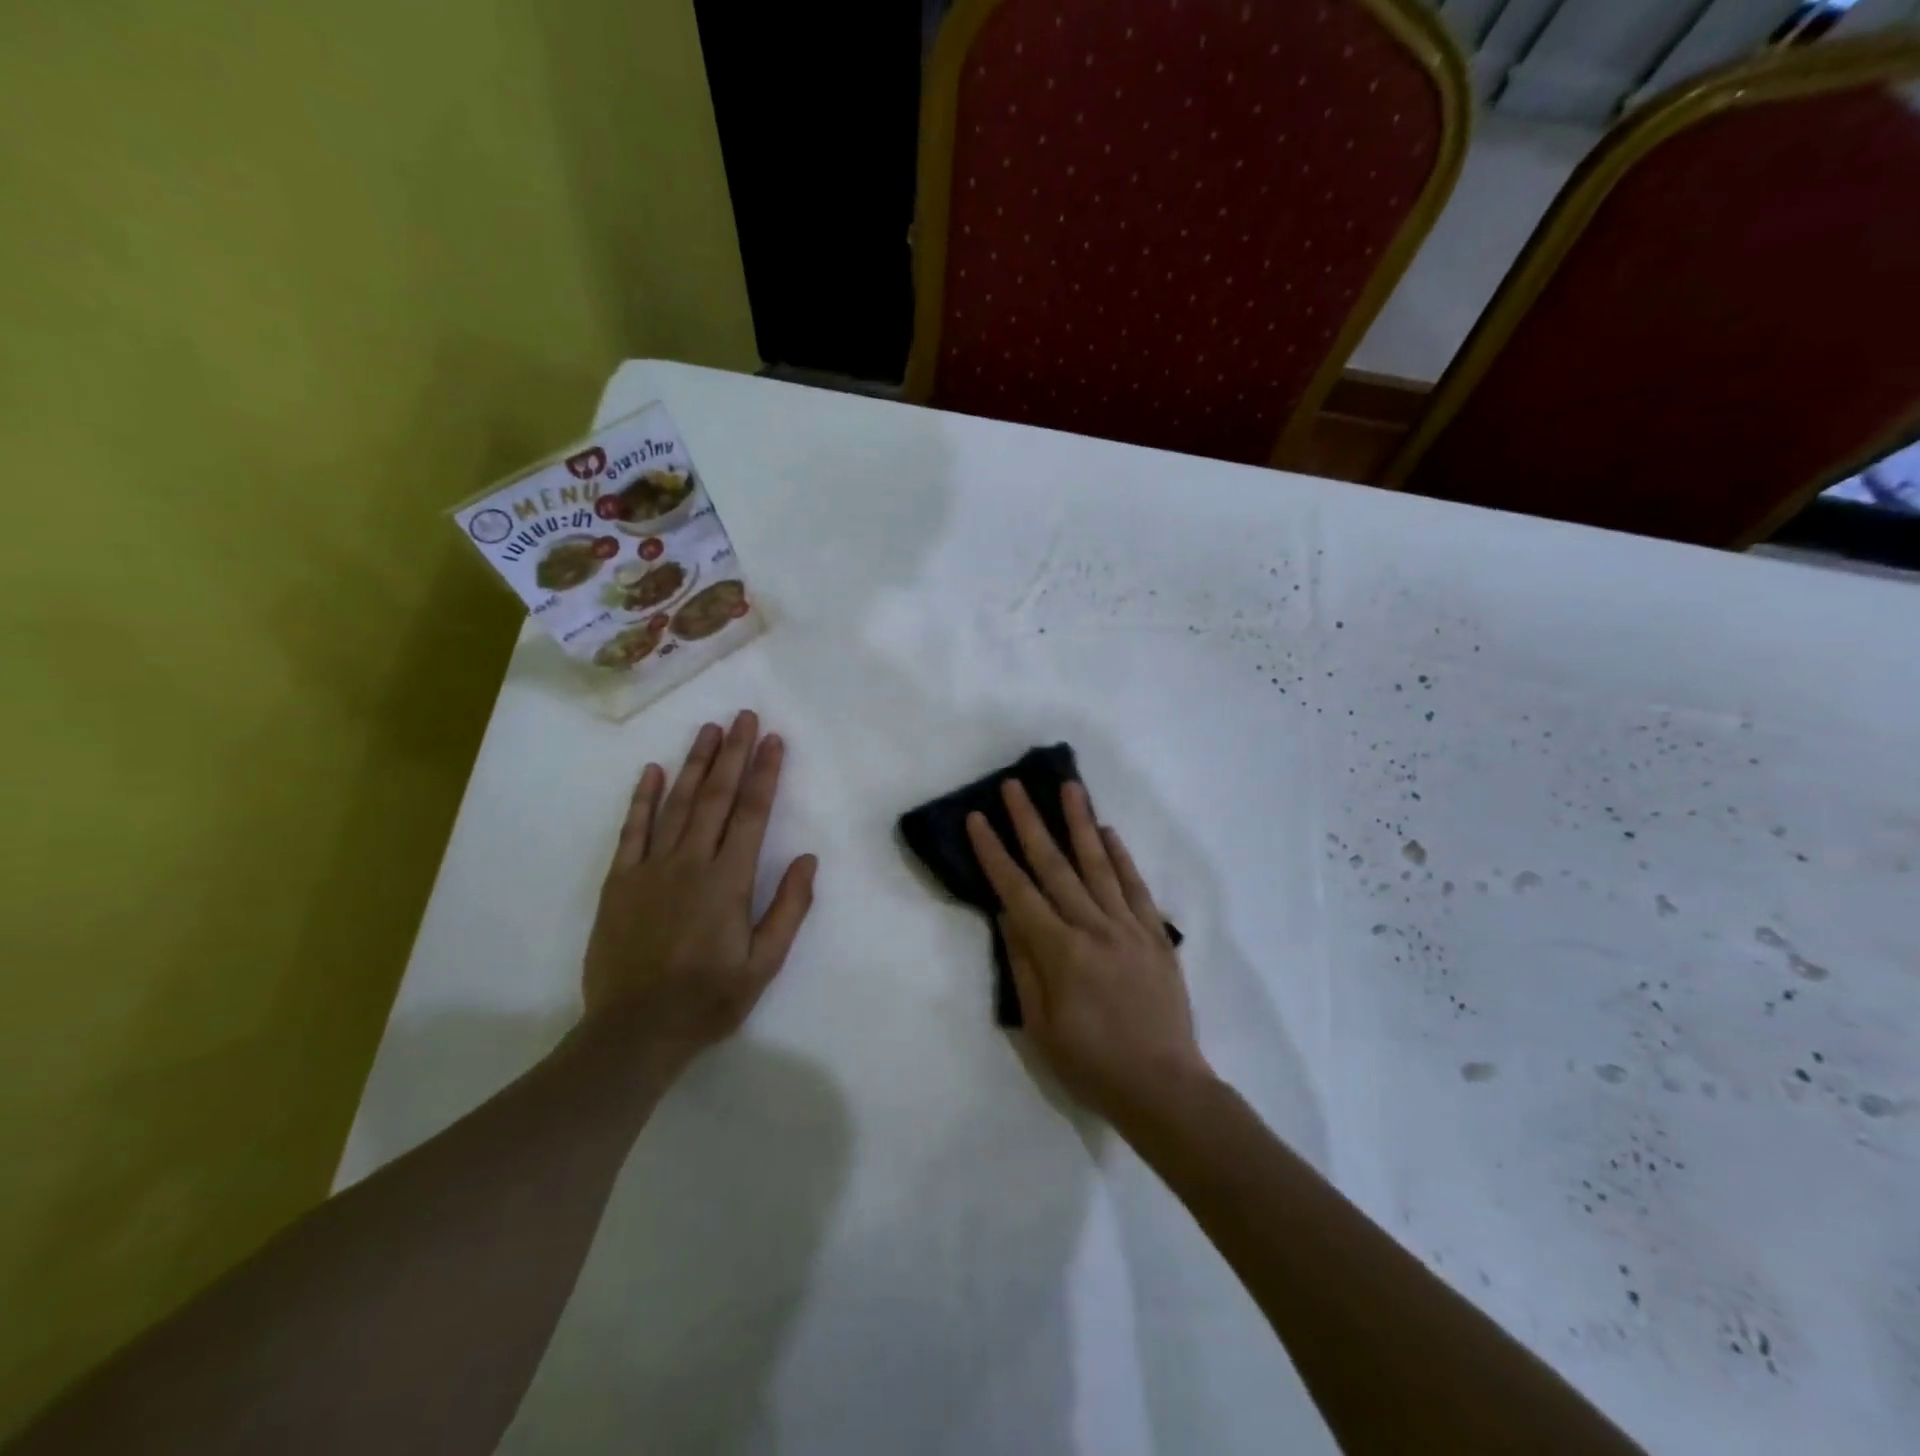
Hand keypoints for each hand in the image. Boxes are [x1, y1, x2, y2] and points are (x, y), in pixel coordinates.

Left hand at [583, 711, 816, 1065]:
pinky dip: (642, 799)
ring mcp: (650, 868)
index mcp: (728, 881)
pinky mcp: (620, 881)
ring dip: (695, 764)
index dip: (765, 774)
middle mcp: (690, 863)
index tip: (774, 740)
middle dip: (734, 753)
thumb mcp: (763, 964)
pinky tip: (652, 771)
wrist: (634, 1031)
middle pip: (715, 797)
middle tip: (744, 717)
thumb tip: (808, 859)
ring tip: (709, 730)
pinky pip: (632, 831)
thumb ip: (788, 909)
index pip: (752, 814)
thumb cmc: (708, 998)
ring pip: (676, 804)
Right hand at [967, 780, 1211, 1126]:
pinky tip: (1109, 832)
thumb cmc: (1091, 1064)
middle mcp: (1093, 928)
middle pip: (1055, 865)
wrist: (1164, 1086)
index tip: (979, 818)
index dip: (994, 852)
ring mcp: (1128, 928)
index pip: (1018, 890)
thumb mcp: (1041, 1026)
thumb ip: (1024, 965)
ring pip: (1099, 864)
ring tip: (1068, 787)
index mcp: (1060, 952)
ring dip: (1080, 822)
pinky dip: (1121, 857)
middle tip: (1014, 786)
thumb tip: (1008, 916)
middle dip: (1030, 822)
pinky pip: (1136, 887)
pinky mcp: (1155, 935)